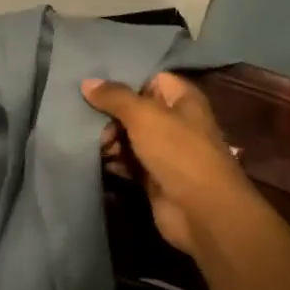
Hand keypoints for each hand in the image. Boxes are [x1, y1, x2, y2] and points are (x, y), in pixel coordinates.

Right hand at [81, 72, 253, 256]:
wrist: (202, 211)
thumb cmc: (178, 152)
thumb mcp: (144, 116)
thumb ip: (115, 97)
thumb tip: (87, 82)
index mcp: (182, 98)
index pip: (149, 78)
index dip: (123, 80)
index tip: (92, 84)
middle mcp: (175, 121)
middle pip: (135, 108)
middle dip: (109, 114)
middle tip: (88, 122)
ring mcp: (165, 151)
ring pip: (129, 136)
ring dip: (108, 139)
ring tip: (94, 144)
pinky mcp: (154, 176)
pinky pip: (128, 162)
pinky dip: (113, 160)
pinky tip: (97, 160)